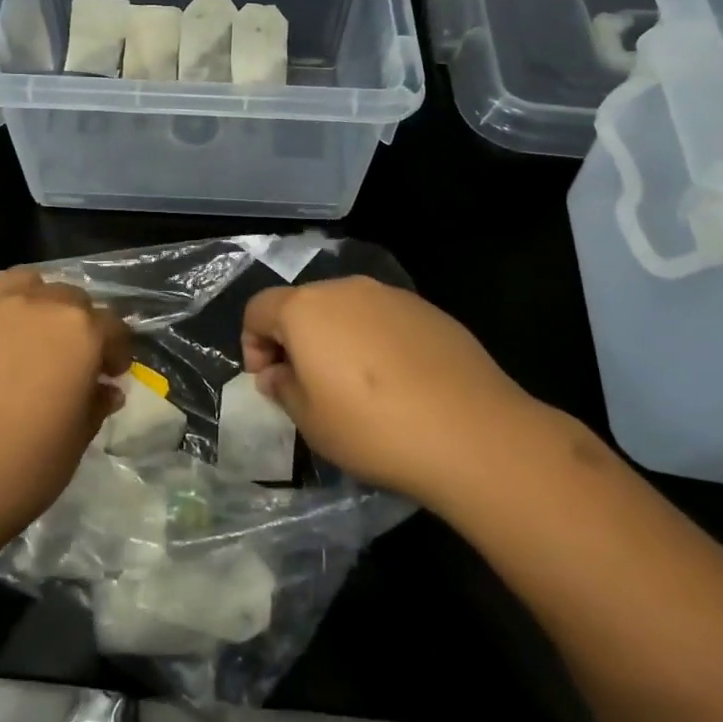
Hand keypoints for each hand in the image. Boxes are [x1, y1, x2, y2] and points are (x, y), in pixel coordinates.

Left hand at [0, 268, 131, 553]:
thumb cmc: (18, 469)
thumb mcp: (73, 444)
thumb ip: (94, 406)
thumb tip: (104, 389)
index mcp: (79, 332)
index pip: (113, 326)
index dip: (117, 351)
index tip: (111, 376)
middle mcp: (39, 305)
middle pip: (72, 299)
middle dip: (80, 325)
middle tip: (73, 362)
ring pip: (28, 285)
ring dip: (40, 305)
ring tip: (32, 339)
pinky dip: (1, 318)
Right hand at [241, 276, 546, 508]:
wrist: (471, 432)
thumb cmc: (372, 428)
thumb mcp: (311, 421)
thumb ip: (283, 388)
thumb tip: (276, 374)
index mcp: (306, 309)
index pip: (258, 308)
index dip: (252, 343)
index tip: (267, 380)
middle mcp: (346, 289)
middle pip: (303, 304)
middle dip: (294, 339)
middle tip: (305, 384)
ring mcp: (392, 296)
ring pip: (346, 309)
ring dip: (336, 338)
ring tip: (353, 385)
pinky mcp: (429, 311)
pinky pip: (384, 319)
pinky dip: (374, 341)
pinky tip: (395, 382)